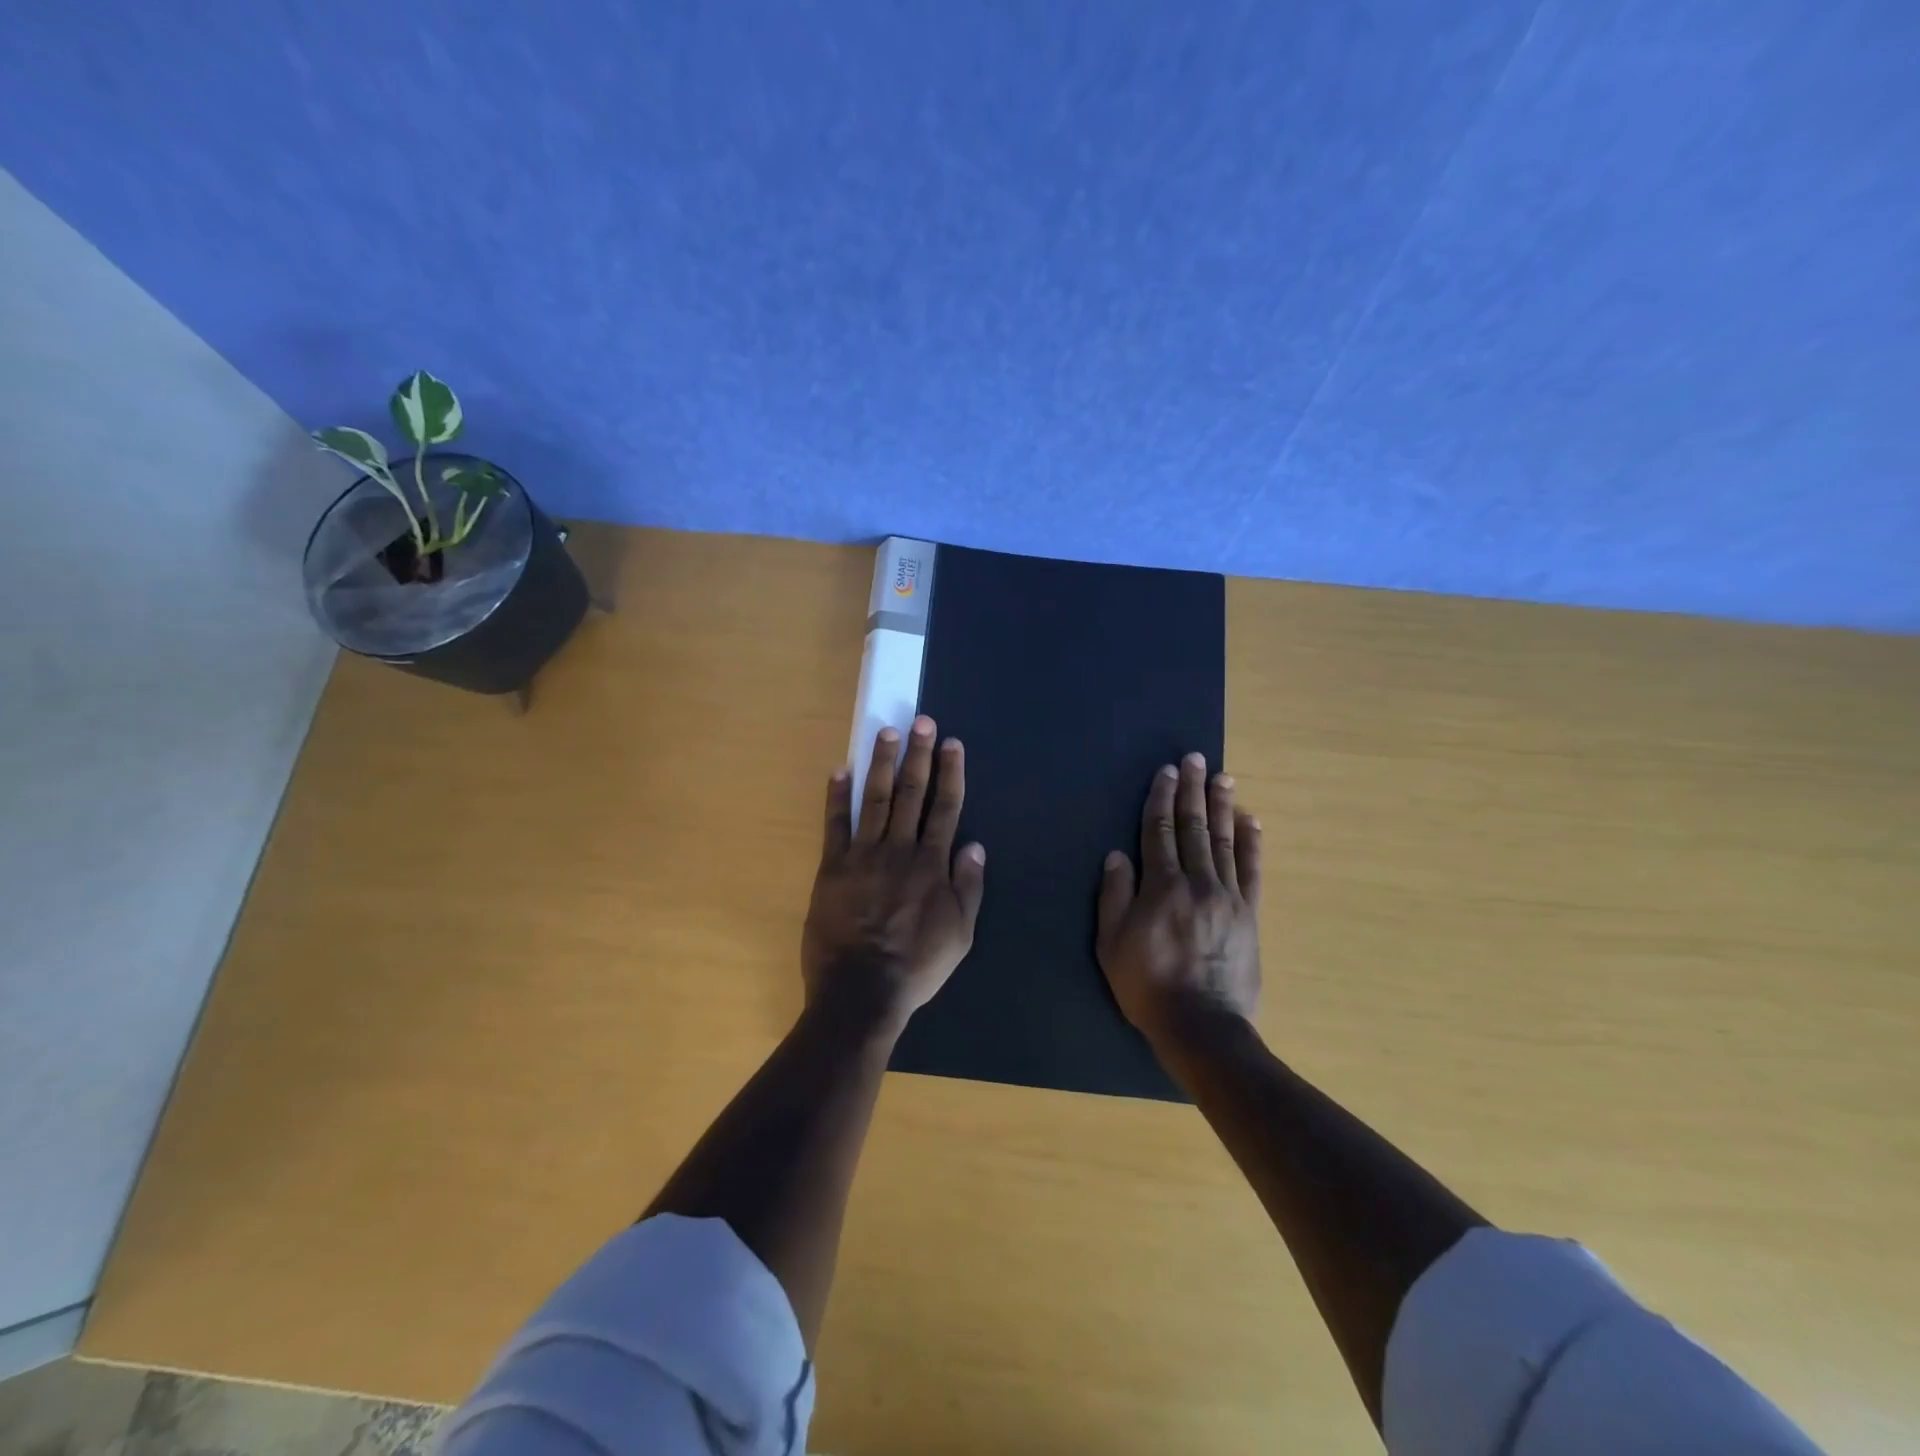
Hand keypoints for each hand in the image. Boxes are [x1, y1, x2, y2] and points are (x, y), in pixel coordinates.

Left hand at [802, 716, 985, 1029]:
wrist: (861, 990)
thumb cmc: (917, 966)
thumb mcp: (960, 934)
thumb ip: (968, 887)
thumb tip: (975, 845)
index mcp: (932, 864)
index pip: (945, 808)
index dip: (950, 773)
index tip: (952, 744)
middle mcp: (900, 849)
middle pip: (912, 794)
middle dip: (919, 755)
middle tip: (921, 722)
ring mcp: (863, 855)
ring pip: (876, 799)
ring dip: (882, 764)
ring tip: (887, 733)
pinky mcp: (833, 867)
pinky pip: (834, 825)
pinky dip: (836, 797)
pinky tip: (839, 769)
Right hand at [1097, 752, 1261, 1045]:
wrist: (1202, 1026)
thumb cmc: (1147, 986)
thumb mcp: (1112, 944)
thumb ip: (1114, 896)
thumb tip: (1117, 855)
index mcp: (1161, 886)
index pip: (1160, 831)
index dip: (1161, 799)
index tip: (1165, 772)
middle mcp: (1196, 881)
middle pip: (1193, 827)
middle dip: (1192, 790)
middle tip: (1194, 758)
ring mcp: (1228, 897)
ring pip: (1223, 841)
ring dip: (1221, 806)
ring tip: (1222, 777)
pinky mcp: (1249, 915)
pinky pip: (1251, 871)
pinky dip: (1251, 843)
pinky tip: (1250, 821)